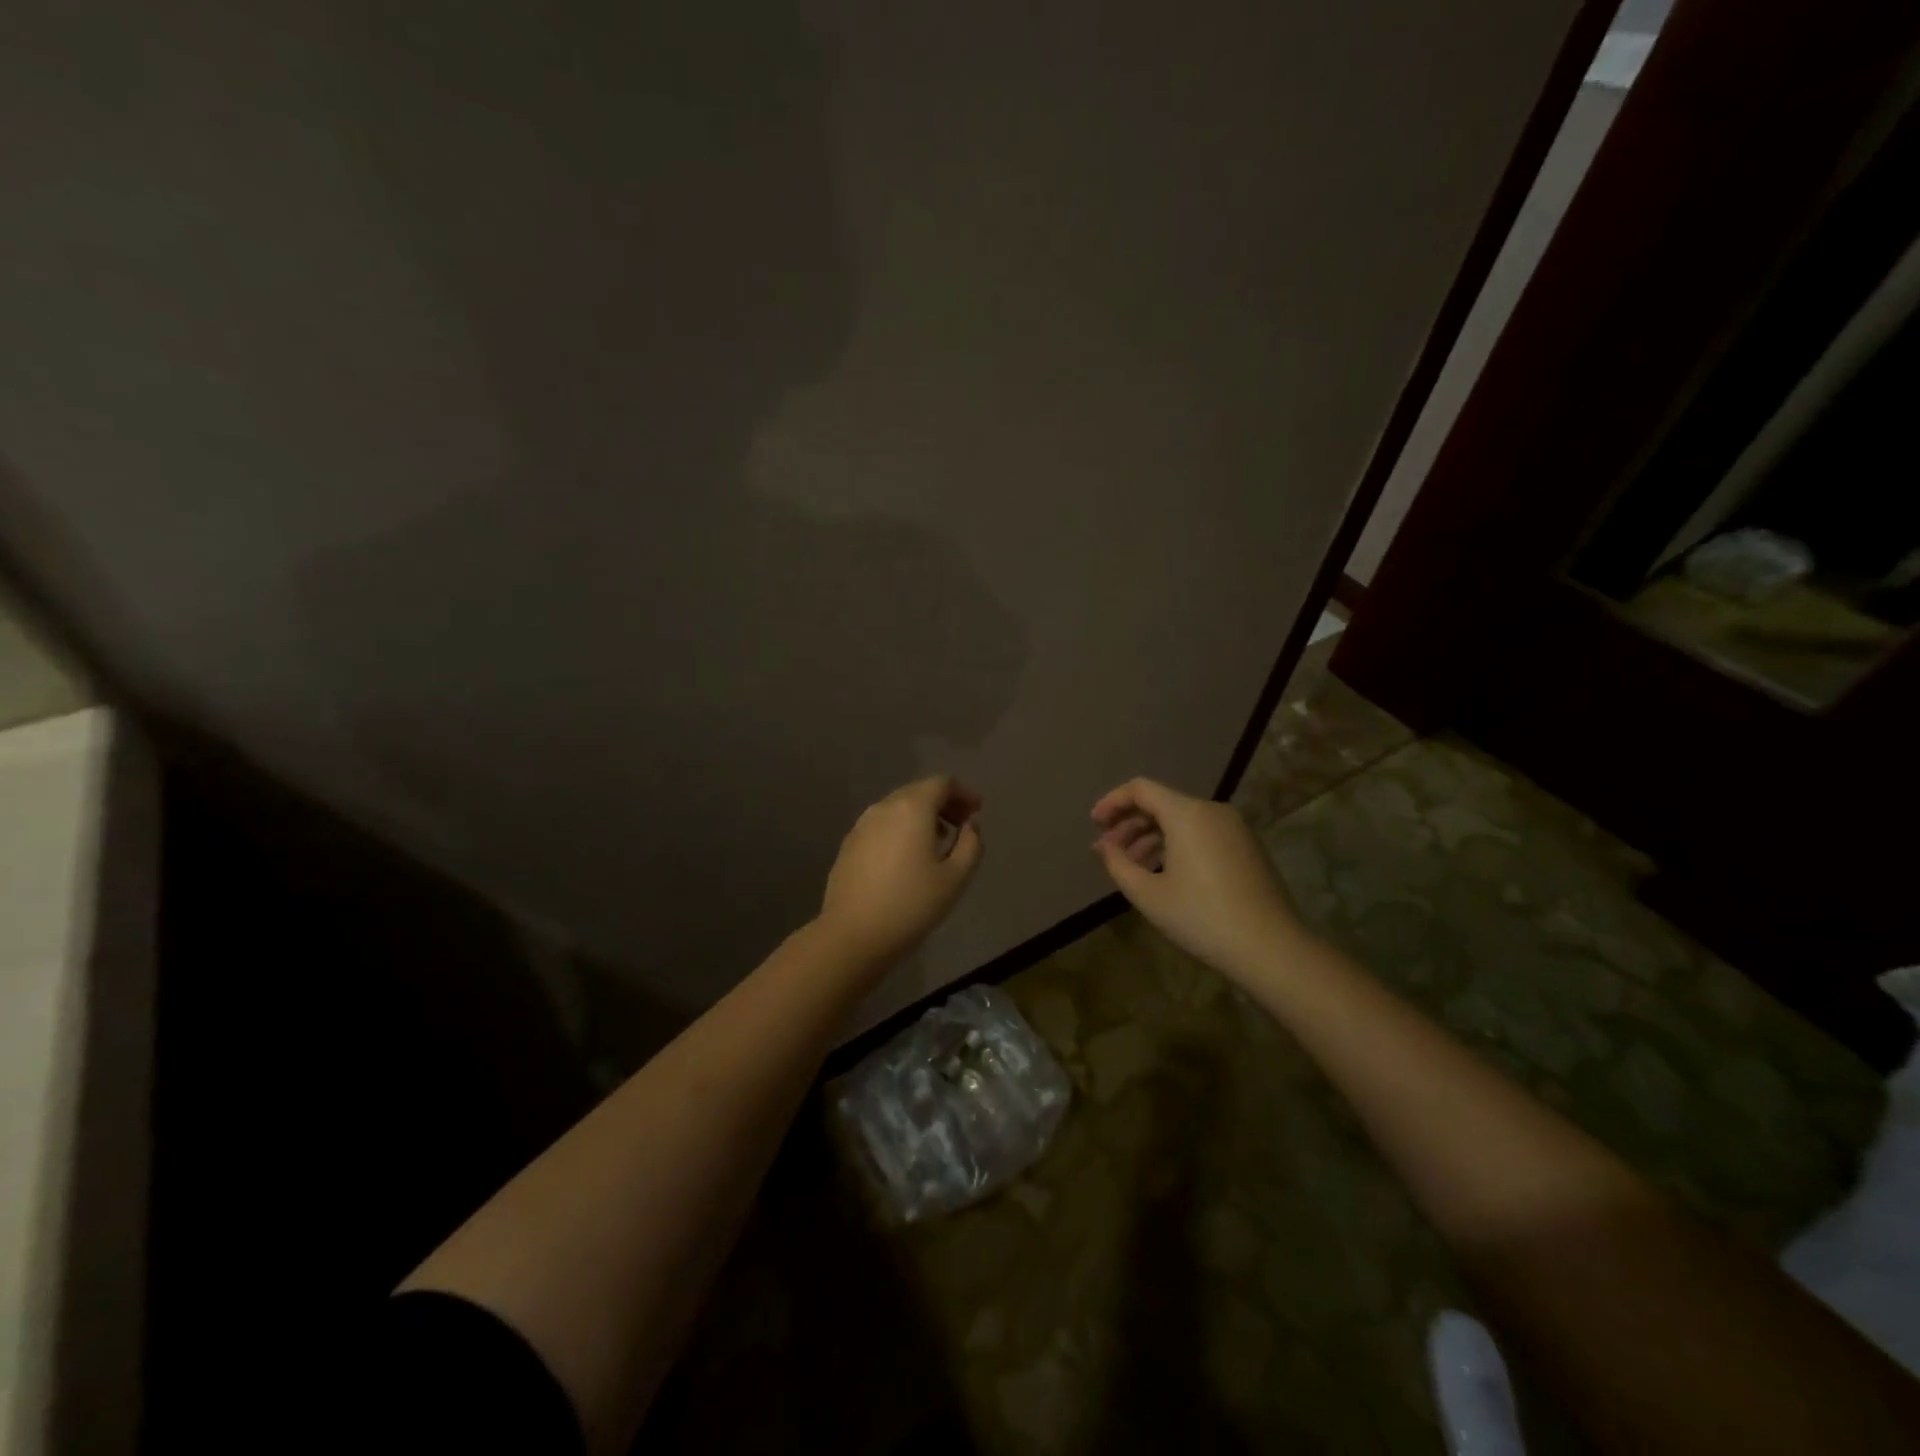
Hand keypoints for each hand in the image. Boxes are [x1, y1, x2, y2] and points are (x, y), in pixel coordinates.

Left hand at [817, 775, 983, 965]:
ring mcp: (862, 825)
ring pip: (898, 807)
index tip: (977, 811)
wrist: (853, 934)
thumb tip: (970, 826)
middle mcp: (884, 807)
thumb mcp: (956, 877)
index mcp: (912, 808)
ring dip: (922, 815)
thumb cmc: (911, 904)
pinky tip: (907, 856)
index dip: (964, 793)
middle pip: (918, 791)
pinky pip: (882, 824)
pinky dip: (901, 828)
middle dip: (944, 802)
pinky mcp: (849, 844)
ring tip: (937, 841)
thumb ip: (971, 844)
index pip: (942, 783)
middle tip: (962, 825)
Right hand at [1091, 777, 1305, 977]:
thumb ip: (1118, 864)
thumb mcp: (1148, 895)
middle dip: (1129, 823)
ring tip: (1132, 866)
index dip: (1112, 802)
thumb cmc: (1201, 918)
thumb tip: (1105, 846)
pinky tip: (1164, 872)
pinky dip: (1176, 844)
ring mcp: (1234, 828)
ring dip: (1151, 837)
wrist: (1271, 948)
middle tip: (1108, 850)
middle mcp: (1212, 810)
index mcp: (1187, 814)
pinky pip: (1202, 833)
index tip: (1094, 824)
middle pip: (1161, 803)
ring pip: (1182, 820)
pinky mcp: (1247, 847)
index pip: (1141, 789)